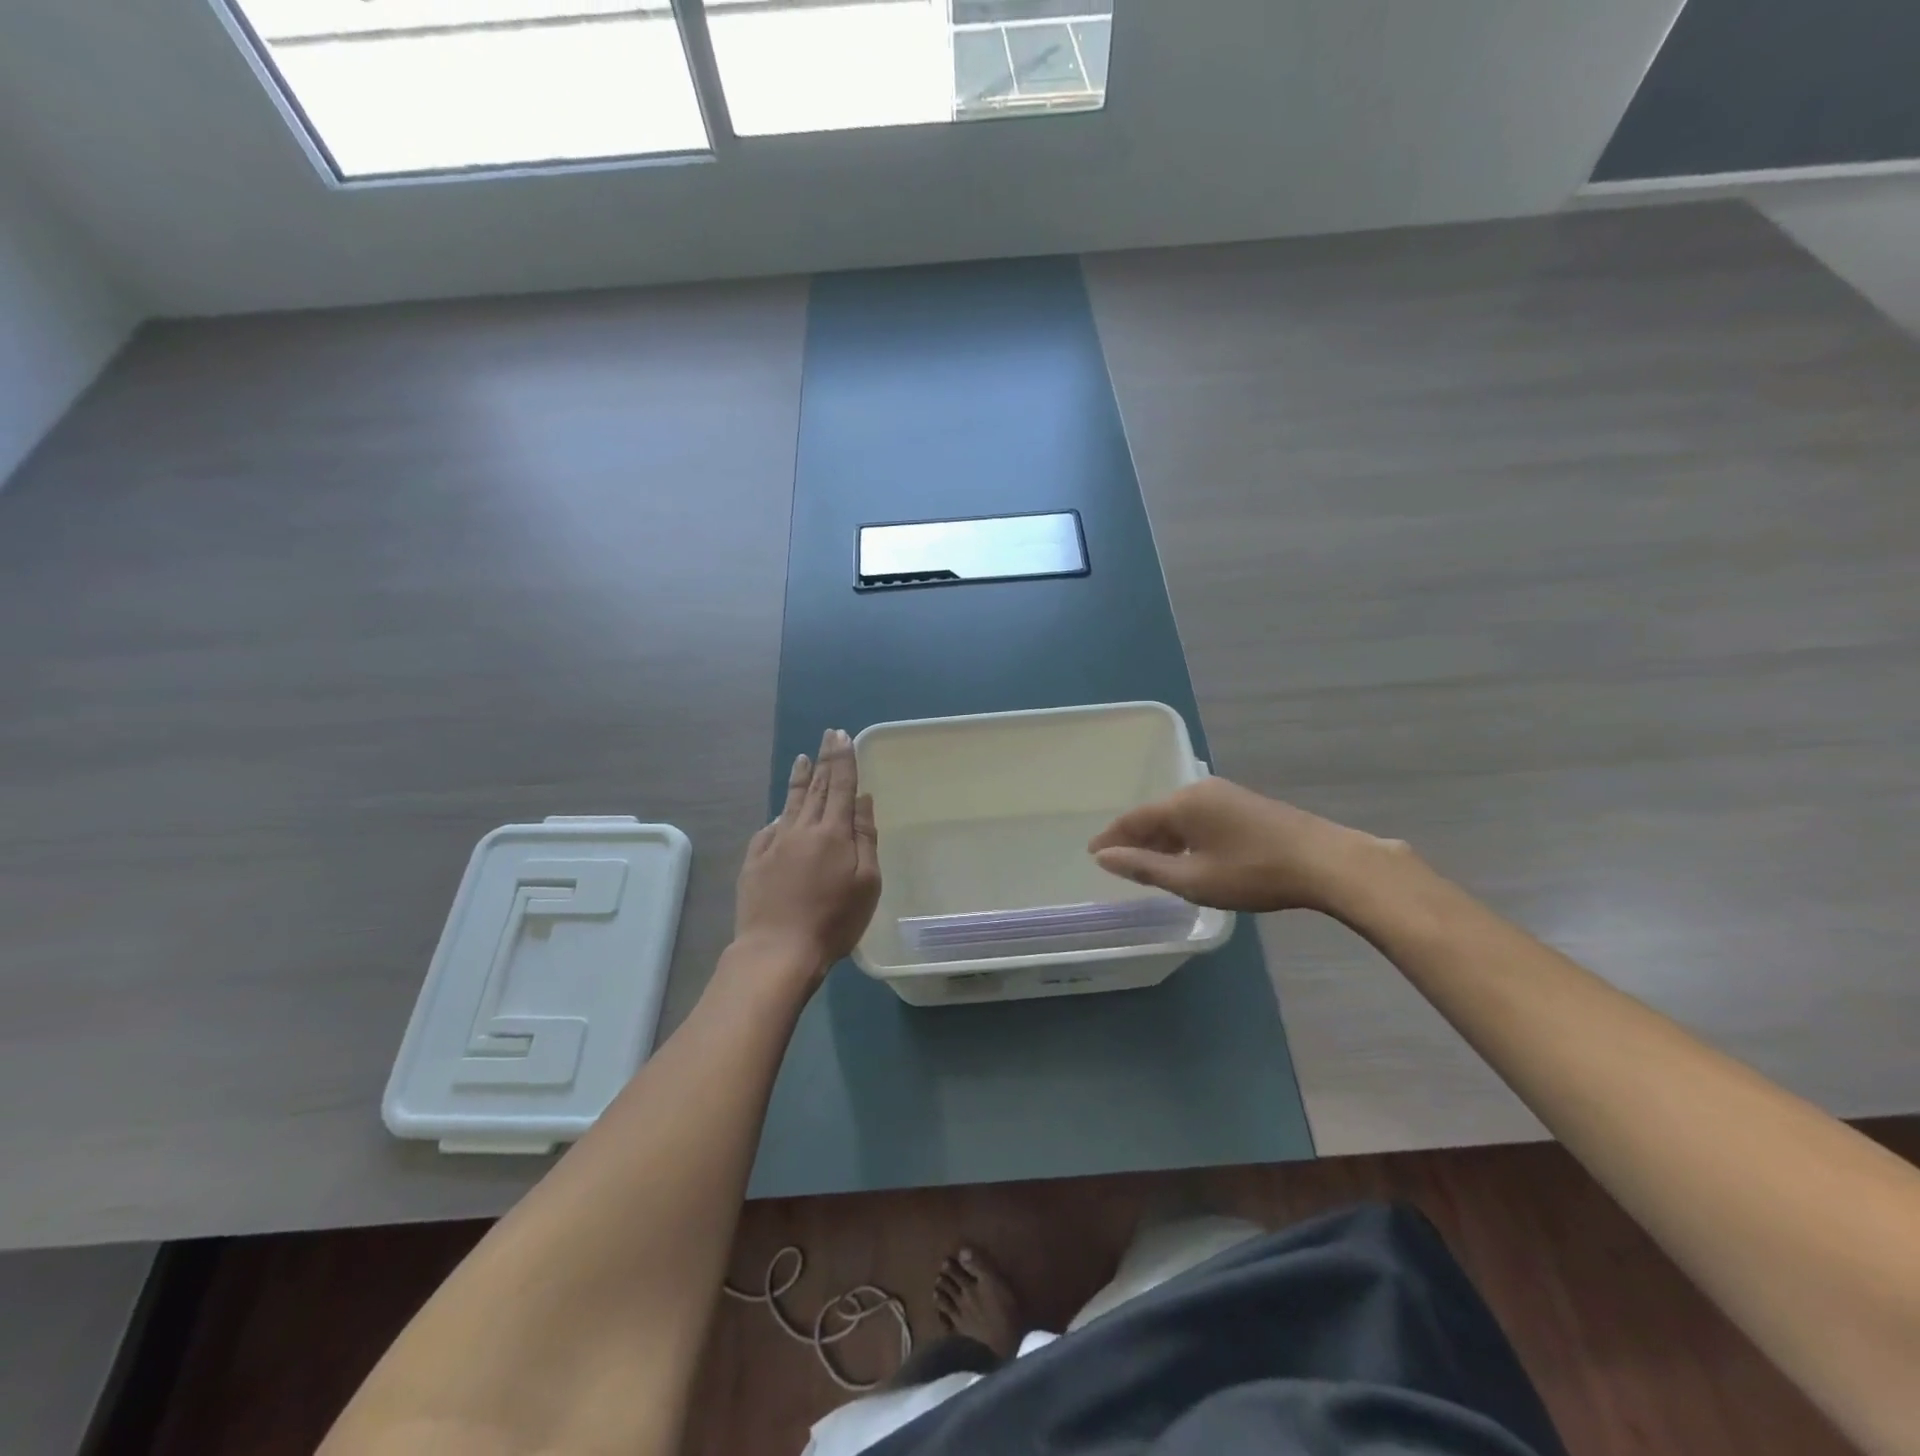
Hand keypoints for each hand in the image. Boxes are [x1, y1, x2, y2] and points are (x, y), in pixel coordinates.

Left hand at [734, 728, 880, 978]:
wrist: (777, 950)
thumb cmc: (834, 920)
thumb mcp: (866, 883)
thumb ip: (865, 838)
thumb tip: (862, 800)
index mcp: (833, 833)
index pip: (841, 786)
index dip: (843, 759)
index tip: (842, 735)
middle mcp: (802, 829)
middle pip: (817, 789)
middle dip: (824, 760)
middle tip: (828, 735)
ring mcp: (774, 843)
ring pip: (791, 803)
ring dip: (800, 779)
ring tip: (802, 759)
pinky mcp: (754, 861)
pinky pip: (769, 829)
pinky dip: (779, 815)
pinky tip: (781, 812)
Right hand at [1087, 777, 1395, 914]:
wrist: (1327, 863)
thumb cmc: (1254, 873)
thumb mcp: (1193, 879)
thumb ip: (1145, 867)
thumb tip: (1104, 857)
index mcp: (1184, 802)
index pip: (1134, 818)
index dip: (1111, 837)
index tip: (1091, 853)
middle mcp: (1201, 790)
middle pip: (1157, 814)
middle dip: (1137, 839)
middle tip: (1118, 864)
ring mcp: (1226, 795)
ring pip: (1180, 817)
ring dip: (1162, 840)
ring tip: (1149, 865)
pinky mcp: (1246, 806)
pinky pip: (1200, 818)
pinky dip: (1185, 838)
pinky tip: (1187, 857)